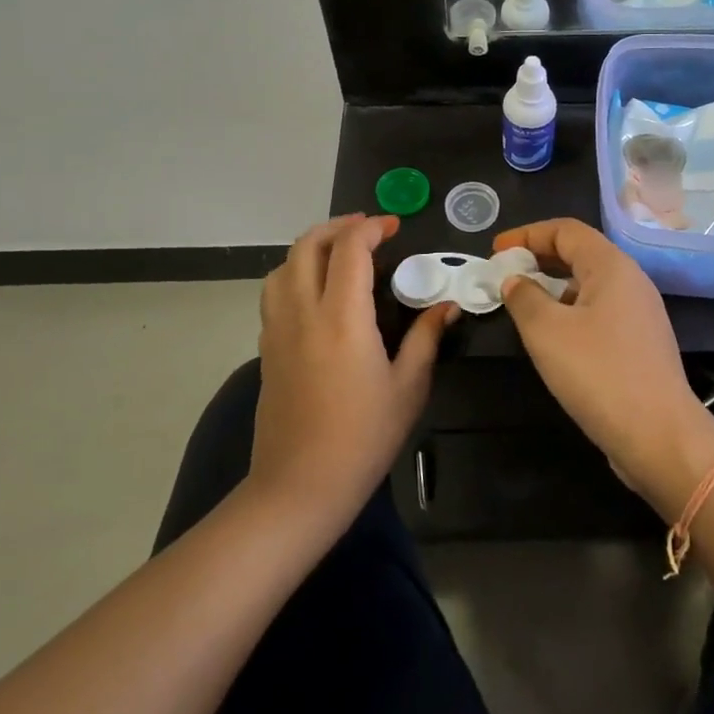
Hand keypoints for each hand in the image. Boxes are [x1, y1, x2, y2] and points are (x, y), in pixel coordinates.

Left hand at [253, 214, 455, 525]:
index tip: (394, 227)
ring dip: (311, 247)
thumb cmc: (363, 437)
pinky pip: (274, 293)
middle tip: (368, 230)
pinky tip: (318, 293)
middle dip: (337, 227)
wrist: (300, 486)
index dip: (371, 228)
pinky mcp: (267, 349)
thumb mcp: (408, 388)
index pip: (349, 250)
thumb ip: (425, 339)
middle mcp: (303, 313)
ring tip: (340, 254)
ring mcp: (278, 330)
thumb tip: (446, 307)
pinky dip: (295, 274)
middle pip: (307, 246)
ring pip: (282, 266)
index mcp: (342, 318)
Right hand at [493, 219, 713, 518]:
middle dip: (539, 258)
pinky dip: (570, 310)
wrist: (658, 435)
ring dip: (554, 287)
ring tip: (522, 304)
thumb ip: (524, 297)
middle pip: (580, 253)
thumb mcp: (546, 331)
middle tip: (505, 274)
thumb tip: (515, 280)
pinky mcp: (640, 342)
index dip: (527, 234)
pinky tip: (552, 335)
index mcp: (611, 265)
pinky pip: (599, 310)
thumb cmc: (598, 372)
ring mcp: (639, 312)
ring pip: (590, 284)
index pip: (566, 230)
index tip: (495, 252)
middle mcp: (631, 280)